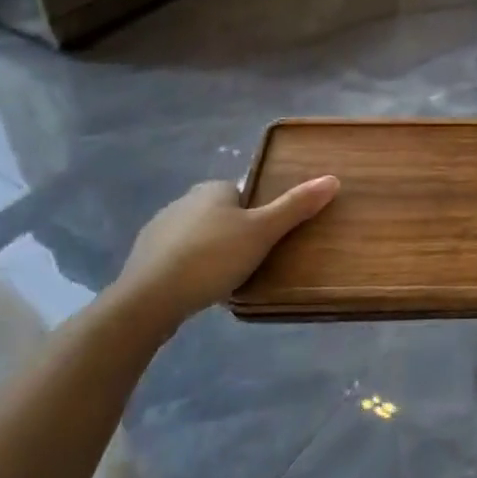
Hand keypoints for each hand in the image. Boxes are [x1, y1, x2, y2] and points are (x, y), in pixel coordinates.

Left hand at [117, 176, 339, 325]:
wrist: (149, 299)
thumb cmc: (213, 258)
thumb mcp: (263, 232)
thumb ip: (296, 206)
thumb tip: (333, 179)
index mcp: (213, 189)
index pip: (243, 194)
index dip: (256, 215)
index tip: (264, 240)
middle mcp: (183, 200)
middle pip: (220, 214)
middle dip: (233, 233)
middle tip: (250, 262)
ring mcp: (158, 229)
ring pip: (197, 235)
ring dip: (209, 252)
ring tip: (224, 279)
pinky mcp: (143, 257)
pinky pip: (175, 257)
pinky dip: (187, 269)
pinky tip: (196, 289)